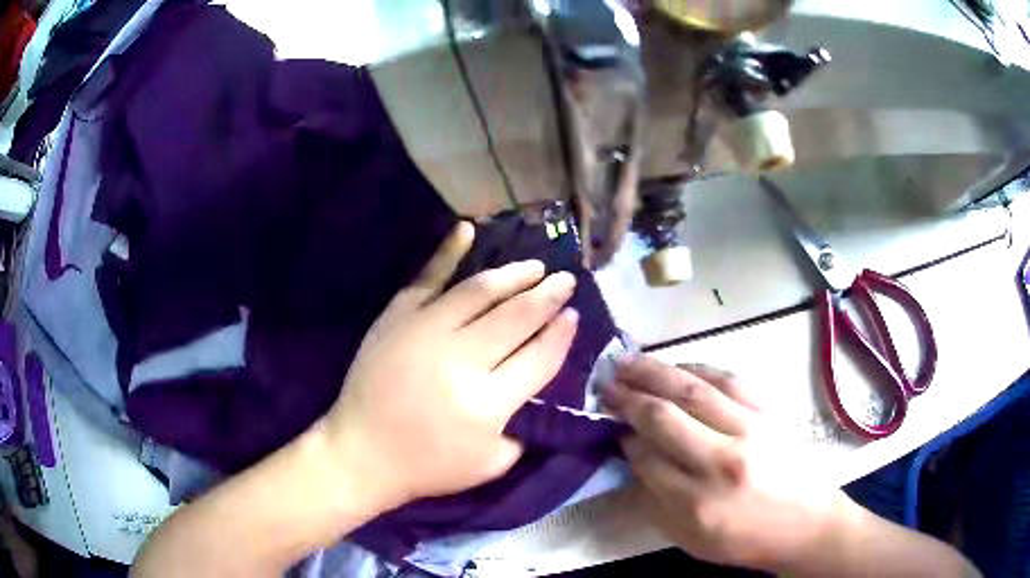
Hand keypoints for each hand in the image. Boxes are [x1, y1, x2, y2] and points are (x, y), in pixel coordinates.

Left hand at [322, 222, 579, 509]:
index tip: (573, 315)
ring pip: (480, 291)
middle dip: (548, 296)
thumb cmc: (428, 465)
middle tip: (566, 280)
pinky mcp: (398, 317)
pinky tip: (468, 229)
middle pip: (517, 317)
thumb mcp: (490, 464)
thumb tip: (537, 385)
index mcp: (489, 402)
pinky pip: (427, 277)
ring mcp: (426, 331)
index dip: (561, 334)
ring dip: (514, 275)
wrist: (362, 452)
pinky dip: (447, 251)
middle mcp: (462, 359)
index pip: (539, 357)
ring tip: (536, 266)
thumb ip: (523, 428)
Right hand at [603, 357, 856, 572]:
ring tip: (627, 361)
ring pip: (694, 389)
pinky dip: (697, 368)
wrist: (805, 522)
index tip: (610, 424)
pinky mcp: (768, 412)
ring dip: (655, 371)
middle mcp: (722, 460)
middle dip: (629, 396)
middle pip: (665, 417)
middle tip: (605, 381)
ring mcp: (750, 430)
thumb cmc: (745, 539)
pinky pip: (728, 380)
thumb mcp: (690, 538)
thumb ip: (655, 499)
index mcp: (698, 502)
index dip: (623, 437)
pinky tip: (677, 365)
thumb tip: (633, 454)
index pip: (646, 458)